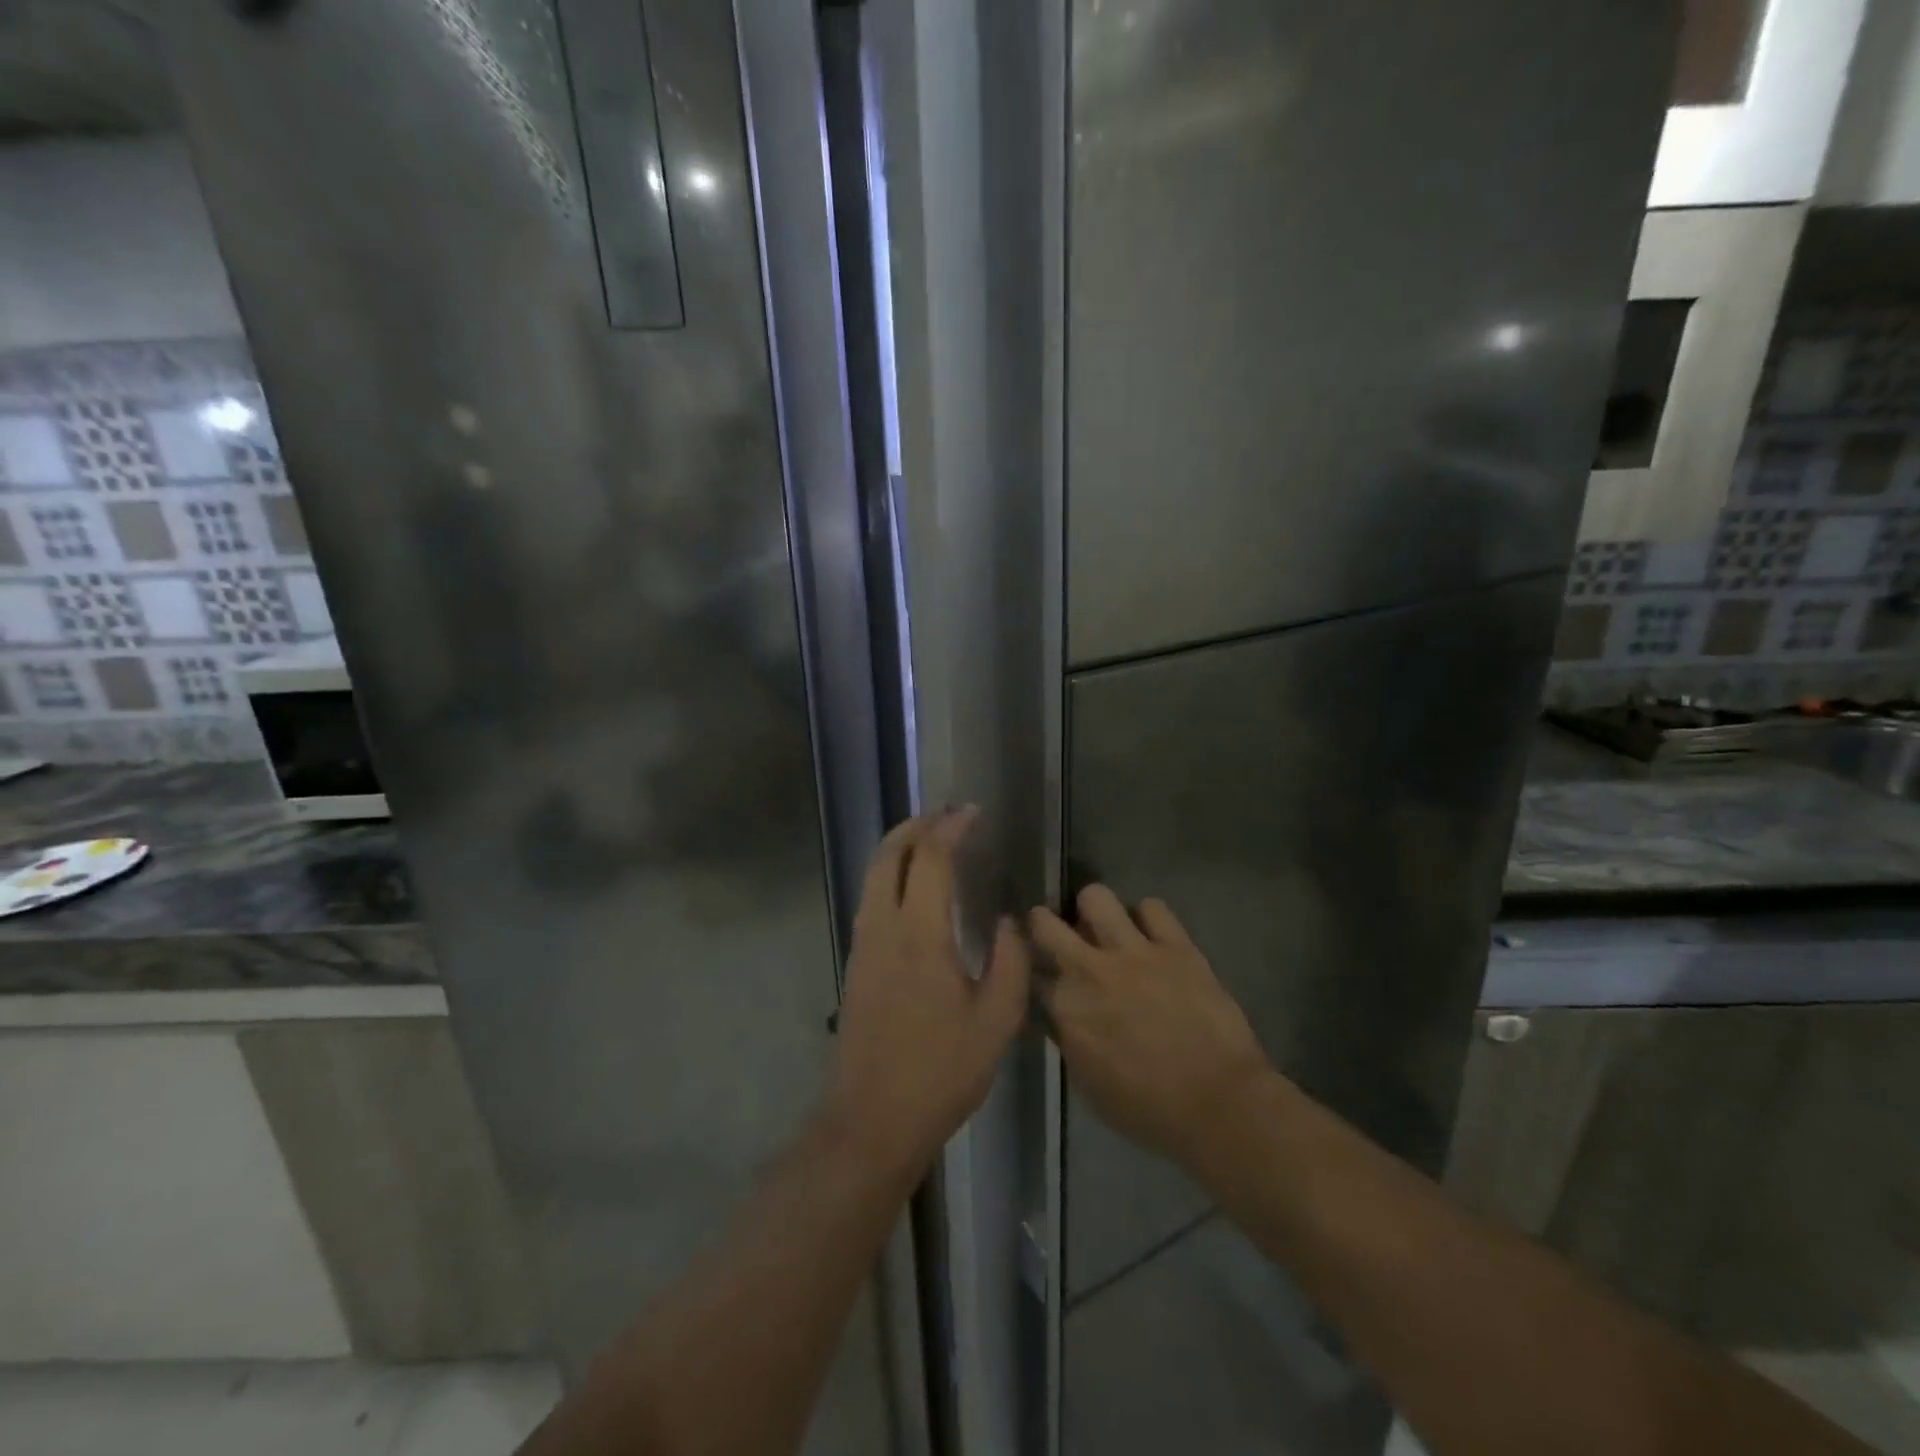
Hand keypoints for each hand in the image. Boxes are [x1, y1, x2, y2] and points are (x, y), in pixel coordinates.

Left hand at [825, 809, 1030, 1181]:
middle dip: (914, 826)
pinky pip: (869, 898)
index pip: (929, 860)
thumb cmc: (941, 1071)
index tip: (971, 813)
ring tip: (929, 841)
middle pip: (887, 855)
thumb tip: (1008, 923)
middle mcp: (883, 928)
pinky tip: (911, 888)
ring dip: (898, 848)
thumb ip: (1009, 963)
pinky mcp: (856, 963)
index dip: (949, 829)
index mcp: (920, 936)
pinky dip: (888, 874)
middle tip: (945, 816)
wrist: (872, 1119)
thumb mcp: (996, 1022)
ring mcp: (863, 945)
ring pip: (872, 875)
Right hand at [1035, 886, 1271, 1172]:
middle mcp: (1090, 969)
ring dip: (1094, 910)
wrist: (1218, 1104)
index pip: (1033, 973)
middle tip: (1056, 931)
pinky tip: (1151, 935)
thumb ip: (1069, 1039)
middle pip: (1046, 923)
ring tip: (1105, 925)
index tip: (1042, 974)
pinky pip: (1152, 906)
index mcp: (1066, 1007)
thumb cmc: (1149, 1109)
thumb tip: (1063, 1015)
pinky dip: (1147, 918)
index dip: (1036, 972)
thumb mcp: (1089, 1086)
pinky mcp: (1175, 945)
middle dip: (1044, 923)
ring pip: (1096, 897)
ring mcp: (1134, 951)